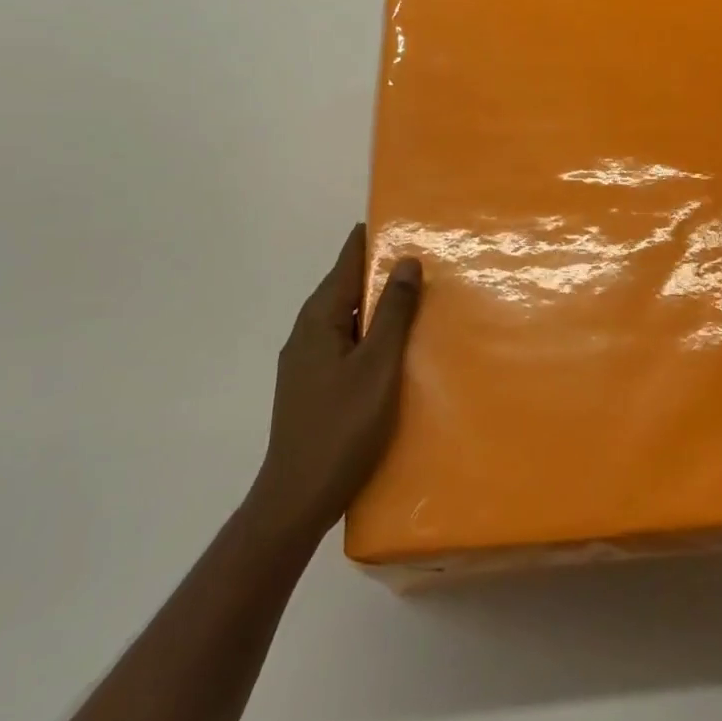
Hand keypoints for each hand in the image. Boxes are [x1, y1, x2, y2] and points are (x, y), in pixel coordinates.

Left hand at [247, 225, 422, 544]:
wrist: (296, 500)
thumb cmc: (341, 426)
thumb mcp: (377, 365)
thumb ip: (393, 311)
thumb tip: (406, 259)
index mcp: (318, 318)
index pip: (346, 261)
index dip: (373, 238)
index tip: (404, 220)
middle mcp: (307, 331)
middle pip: (346, 286)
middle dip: (381, 270)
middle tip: (425, 257)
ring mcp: (306, 360)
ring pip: (347, 316)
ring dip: (378, 304)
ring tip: (418, 297)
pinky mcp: (313, 384)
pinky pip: (346, 341)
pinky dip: (370, 332)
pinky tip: (395, 346)